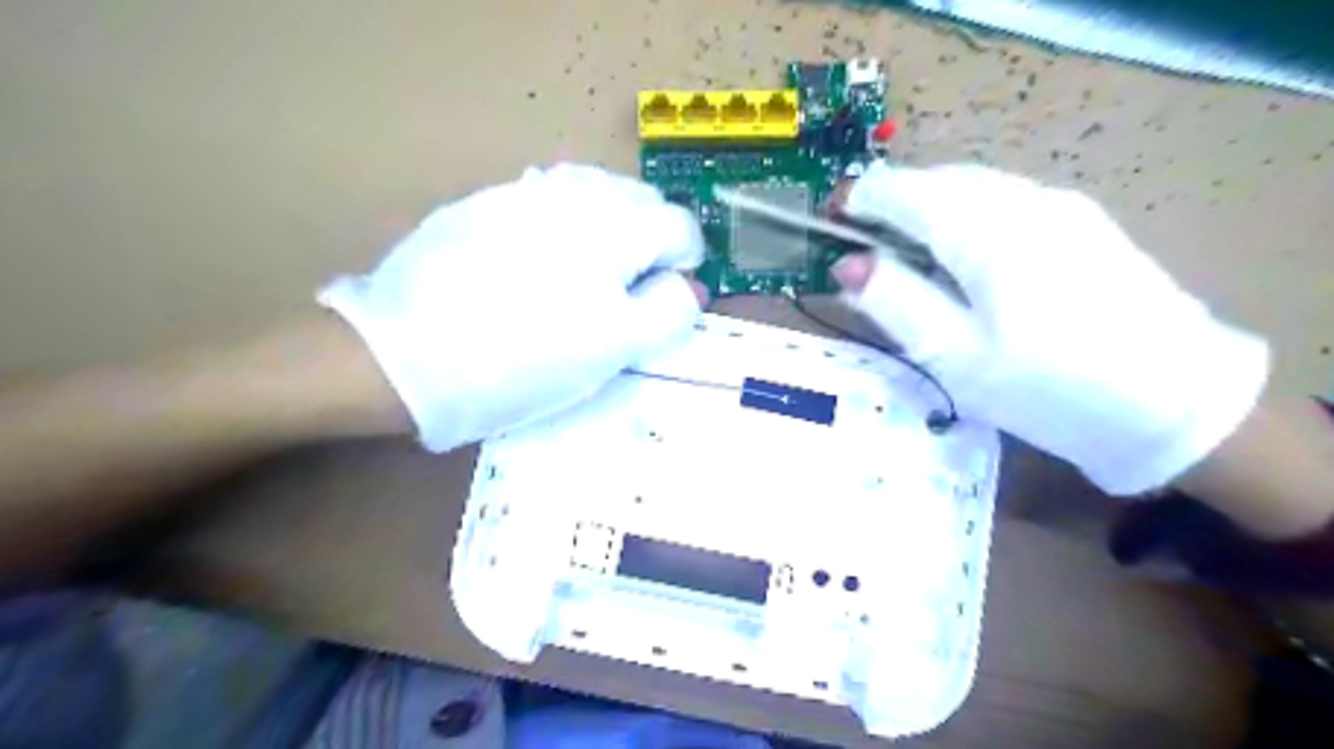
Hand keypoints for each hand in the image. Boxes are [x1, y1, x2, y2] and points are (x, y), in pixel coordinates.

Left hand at [320, 165, 706, 450]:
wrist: (404, 356)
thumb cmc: (524, 359)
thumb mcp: (615, 349)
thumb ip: (668, 312)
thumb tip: (688, 286)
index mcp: (615, 224)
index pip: (681, 227)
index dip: (681, 269)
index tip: (656, 306)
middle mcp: (575, 190)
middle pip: (642, 203)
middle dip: (646, 246)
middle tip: (618, 298)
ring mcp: (524, 190)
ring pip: (595, 198)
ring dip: (606, 233)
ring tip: (580, 282)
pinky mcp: (485, 202)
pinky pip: (547, 204)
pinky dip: (561, 230)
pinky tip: (533, 269)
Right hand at [836, 162, 1263, 494]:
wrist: (1174, 402)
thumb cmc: (1046, 387)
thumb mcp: (954, 355)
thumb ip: (894, 301)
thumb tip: (847, 264)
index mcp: (986, 231)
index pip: (905, 191)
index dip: (861, 199)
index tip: (832, 219)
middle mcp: (1024, 200)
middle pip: (940, 180)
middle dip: (895, 200)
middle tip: (865, 240)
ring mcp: (1061, 206)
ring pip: (974, 186)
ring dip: (930, 205)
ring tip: (909, 248)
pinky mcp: (1084, 222)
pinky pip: (1006, 199)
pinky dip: (967, 213)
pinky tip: (967, 253)